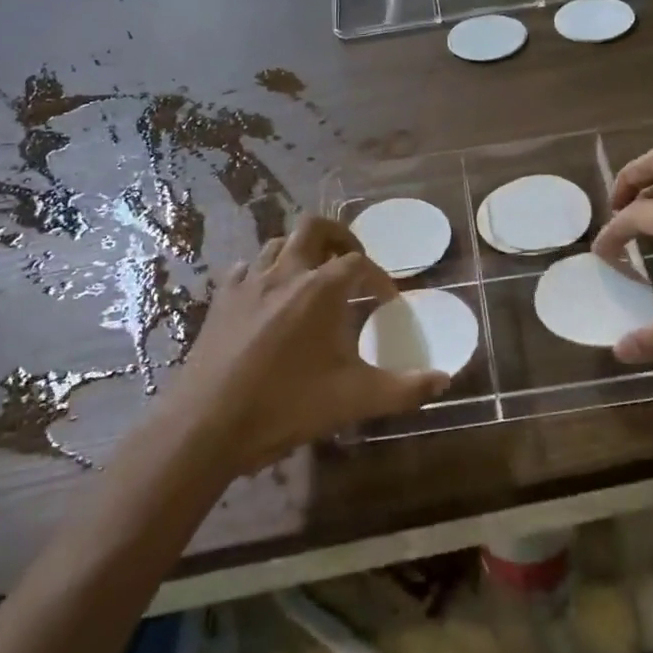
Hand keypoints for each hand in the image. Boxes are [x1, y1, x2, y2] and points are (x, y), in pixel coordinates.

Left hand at [166, 217, 450, 473]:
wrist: (207, 425)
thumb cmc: (287, 406)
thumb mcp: (354, 399)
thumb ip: (405, 389)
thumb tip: (445, 381)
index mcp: (320, 289)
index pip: (358, 263)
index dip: (378, 276)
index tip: (387, 299)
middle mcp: (285, 272)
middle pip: (314, 228)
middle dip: (339, 236)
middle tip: (351, 261)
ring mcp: (248, 283)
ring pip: (277, 244)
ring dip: (300, 252)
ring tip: (312, 278)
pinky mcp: (221, 299)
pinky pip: (246, 269)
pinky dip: (264, 273)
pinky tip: (267, 297)